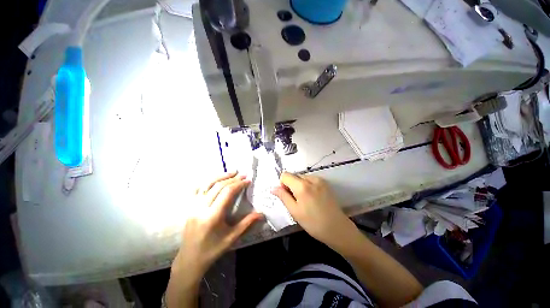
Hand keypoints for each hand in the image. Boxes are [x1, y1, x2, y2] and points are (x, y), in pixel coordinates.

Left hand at [172, 172, 261, 280]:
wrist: (190, 259)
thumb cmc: (213, 249)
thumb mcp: (232, 237)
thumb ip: (247, 223)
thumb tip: (261, 213)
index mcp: (213, 216)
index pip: (227, 193)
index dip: (239, 184)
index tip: (248, 181)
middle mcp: (201, 208)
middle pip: (218, 186)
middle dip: (232, 179)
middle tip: (243, 175)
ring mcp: (193, 206)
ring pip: (207, 185)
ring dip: (220, 176)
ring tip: (231, 172)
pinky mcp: (189, 207)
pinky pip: (198, 189)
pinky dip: (207, 182)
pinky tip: (215, 179)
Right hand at [271, 172, 353, 245]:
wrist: (337, 228)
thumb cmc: (313, 223)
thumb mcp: (294, 211)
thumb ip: (283, 196)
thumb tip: (273, 188)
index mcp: (302, 185)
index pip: (285, 175)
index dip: (282, 184)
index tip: (287, 195)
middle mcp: (311, 178)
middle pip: (294, 176)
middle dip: (291, 185)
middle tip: (296, 201)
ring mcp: (320, 180)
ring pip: (302, 178)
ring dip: (299, 186)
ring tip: (306, 200)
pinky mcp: (325, 183)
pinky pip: (310, 180)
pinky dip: (307, 186)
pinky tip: (312, 198)